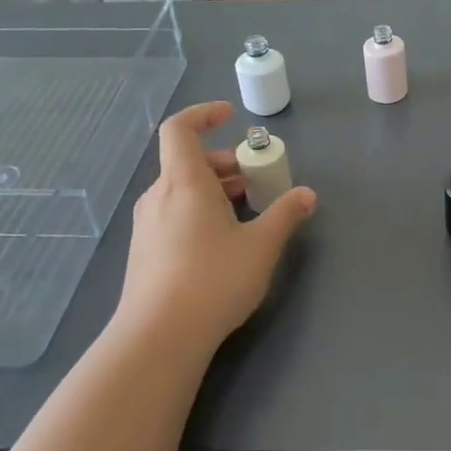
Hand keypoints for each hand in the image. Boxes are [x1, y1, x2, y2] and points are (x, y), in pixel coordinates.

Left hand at [115, 101, 315, 350]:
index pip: (180, 129)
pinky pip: (172, 214)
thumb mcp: (261, 246)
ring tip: (245, 213)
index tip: (231, 116)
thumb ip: (285, 214)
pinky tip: (221, 243)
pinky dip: (198, 211)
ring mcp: (146, 225)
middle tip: (256, 180)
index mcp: (184, 182)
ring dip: (214, 190)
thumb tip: (307, 195)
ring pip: (180, 190)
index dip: (203, 114)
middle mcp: (159, 196)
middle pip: (187, 162)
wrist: (159, 337)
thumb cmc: (213, 279)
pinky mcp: (144, 251)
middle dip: (224, 163)